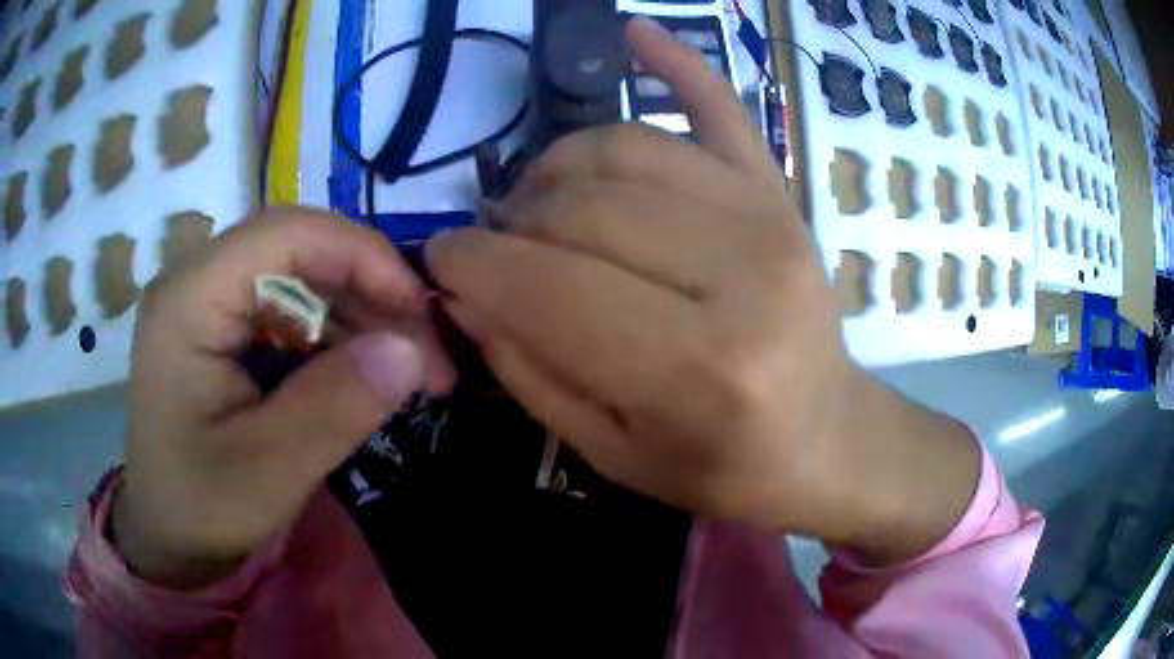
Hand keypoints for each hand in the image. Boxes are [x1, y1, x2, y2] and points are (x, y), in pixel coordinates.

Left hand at [114, 208, 452, 588]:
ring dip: (361, 313)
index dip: (361, 256)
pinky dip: (338, 333)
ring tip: (407, 367)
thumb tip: (410, 352)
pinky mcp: (227, 325)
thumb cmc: (202, 507)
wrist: (169, 534)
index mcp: (189, 299)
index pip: (286, 234)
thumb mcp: (269, 471)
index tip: (418, 311)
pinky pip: (293, 307)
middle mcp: (199, 280)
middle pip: (299, 247)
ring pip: (304, 274)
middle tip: (426, 350)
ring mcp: (212, 300)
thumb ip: (334, 408)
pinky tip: (364, 370)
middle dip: (370, 288)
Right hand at [426, 18, 978, 562]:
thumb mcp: (612, 453)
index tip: (439, 260)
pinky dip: (674, 61)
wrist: (826, 439)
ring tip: (539, 203)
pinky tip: (634, 32)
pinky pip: (720, 106)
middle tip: (495, 247)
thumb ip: (531, 371)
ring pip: (625, 150)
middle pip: (583, 207)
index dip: (472, 265)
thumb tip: (464, 293)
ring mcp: (768, 218)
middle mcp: (740, 277)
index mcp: (698, 369)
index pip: (547, 286)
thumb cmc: (724, 467)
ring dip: (557, 169)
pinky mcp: (779, 192)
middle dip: (511, 223)